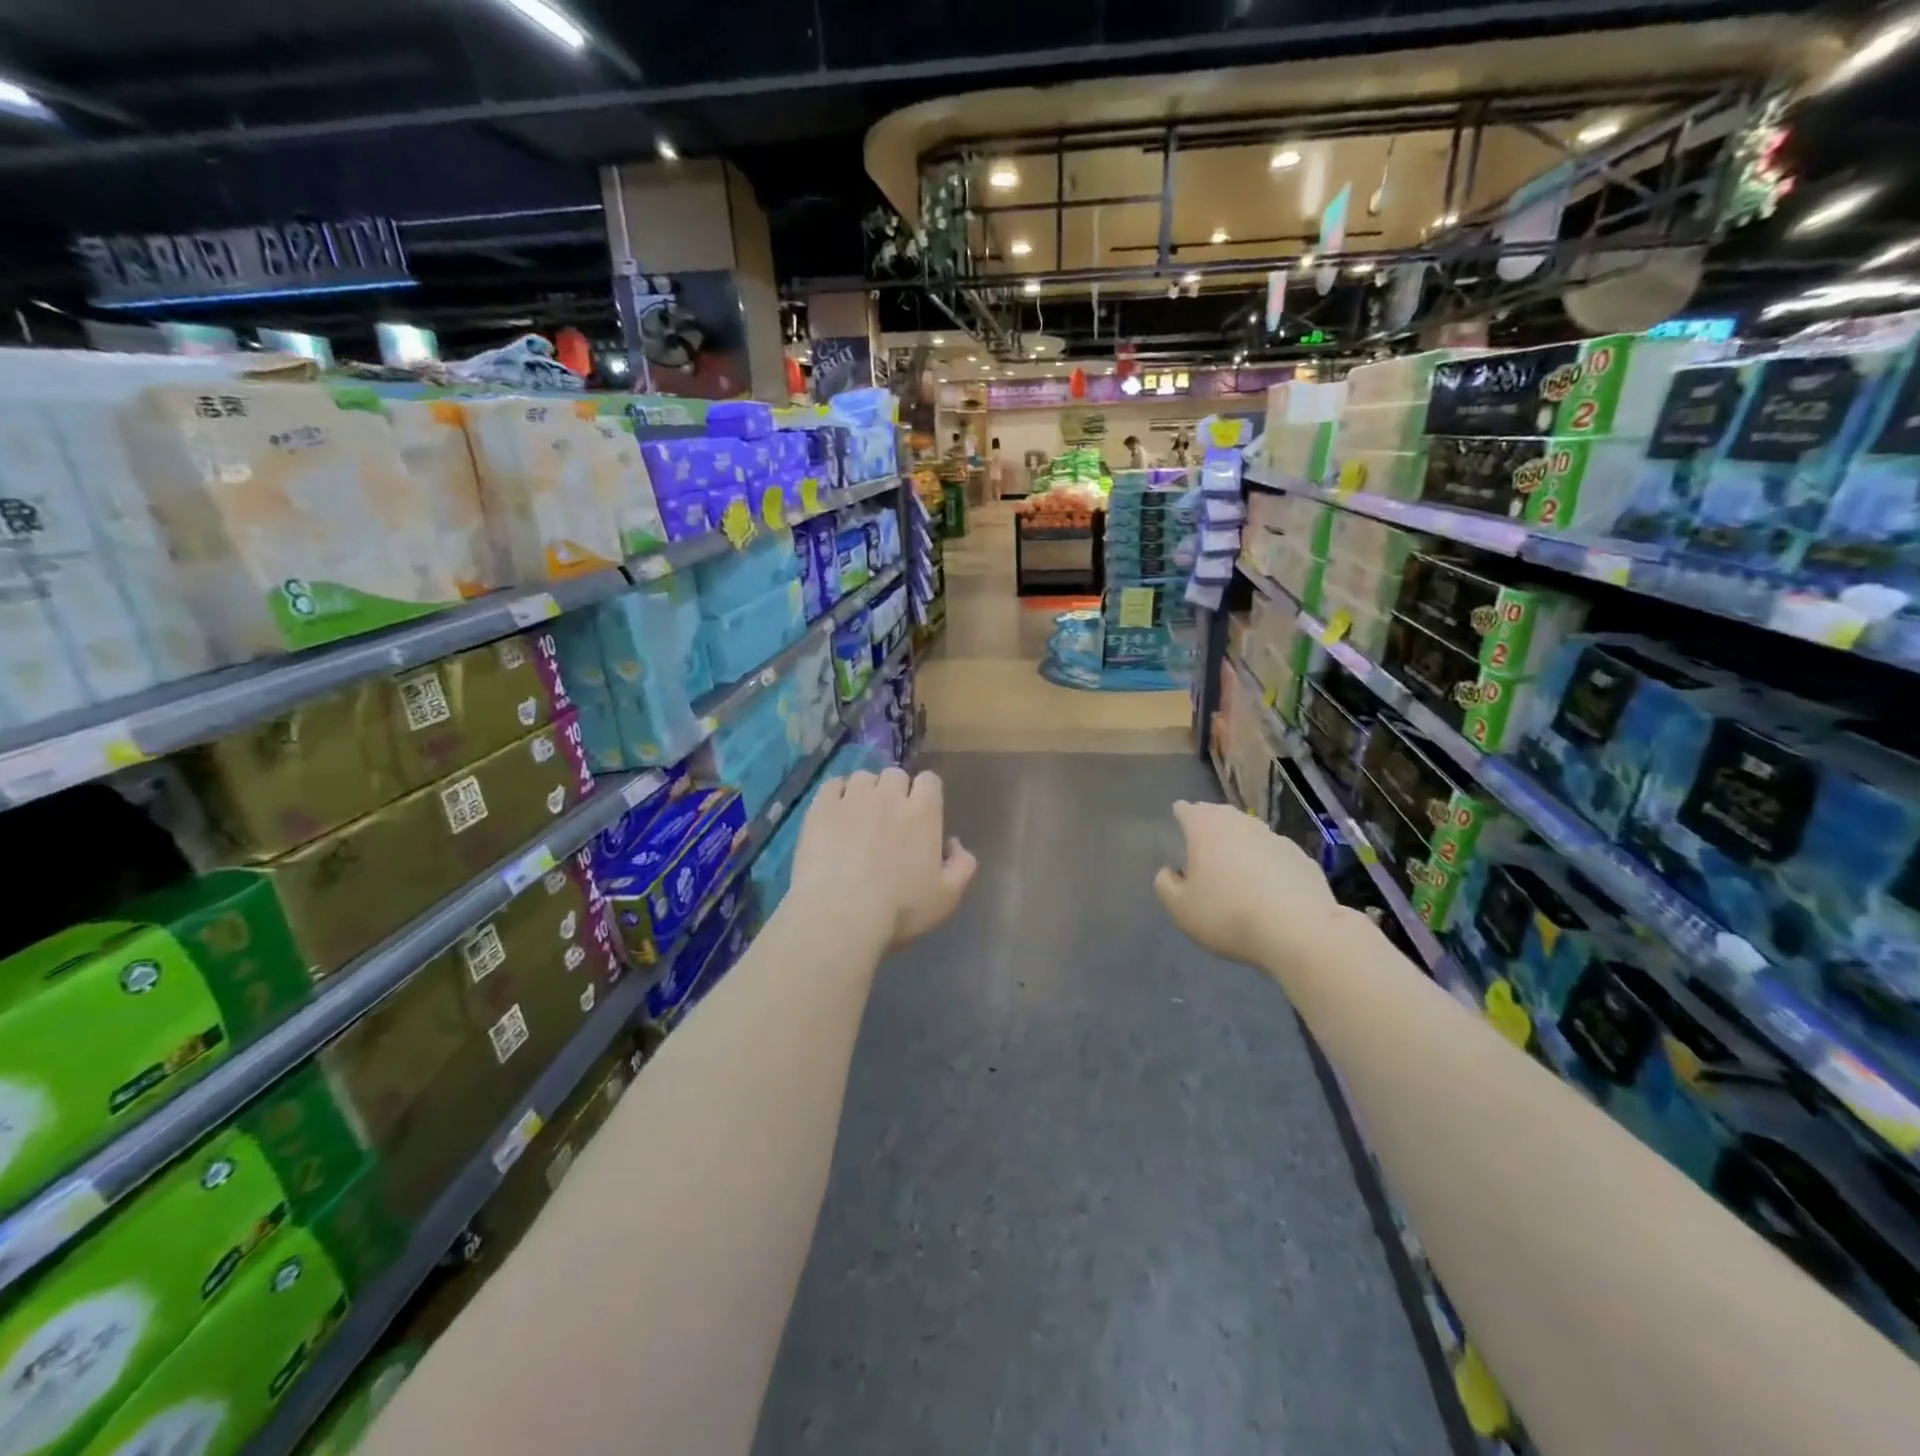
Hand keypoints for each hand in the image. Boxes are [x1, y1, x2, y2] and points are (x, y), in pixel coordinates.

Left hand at [790, 768, 976, 951]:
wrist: (841, 915)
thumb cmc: (900, 910)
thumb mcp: (948, 897)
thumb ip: (962, 865)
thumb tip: (954, 843)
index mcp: (924, 812)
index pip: (929, 780)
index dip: (925, 794)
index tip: (920, 815)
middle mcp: (890, 795)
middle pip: (895, 775)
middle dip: (894, 791)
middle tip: (888, 820)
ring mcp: (853, 798)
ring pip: (863, 777)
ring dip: (865, 792)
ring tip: (858, 817)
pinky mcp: (821, 807)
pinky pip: (832, 785)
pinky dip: (836, 795)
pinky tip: (834, 816)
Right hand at [1154, 800, 1342, 971]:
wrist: (1299, 931)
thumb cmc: (1228, 914)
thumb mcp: (1181, 909)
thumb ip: (1166, 885)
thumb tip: (1169, 872)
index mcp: (1205, 828)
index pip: (1187, 810)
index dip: (1180, 814)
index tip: (1178, 822)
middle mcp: (1240, 823)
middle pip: (1220, 815)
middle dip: (1210, 824)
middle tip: (1203, 842)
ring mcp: (1275, 838)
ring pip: (1250, 833)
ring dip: (1240, 843)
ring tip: (1235, 865)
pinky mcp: (1302, 858)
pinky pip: (1275, 855)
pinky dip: (1267, 863)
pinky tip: (1268, 886)